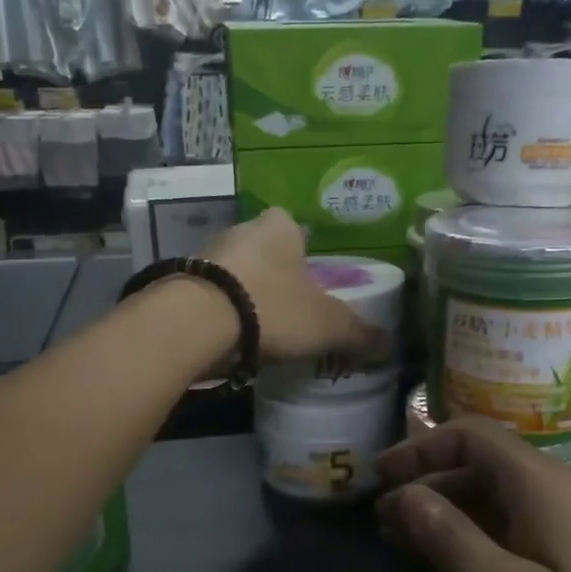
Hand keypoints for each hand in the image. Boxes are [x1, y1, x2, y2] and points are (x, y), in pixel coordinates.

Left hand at [207, 209, 386, 364]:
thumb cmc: (272, 306)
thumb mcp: (327, 324)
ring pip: (236, 272)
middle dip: (276, 274)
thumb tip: (389, 344)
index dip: (306, 251)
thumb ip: (358, 332)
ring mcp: (207, 254)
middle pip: (265, 250)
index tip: (311, 278)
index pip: (296, 227)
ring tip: (261, 326)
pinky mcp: (181, 282)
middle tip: (291, 306)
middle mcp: (241, 230)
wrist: (196, 322)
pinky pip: (212, 294)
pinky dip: (223, 311)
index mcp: (280, 226)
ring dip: (247, 292)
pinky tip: (232, 335)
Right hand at [376, 416, 570, 571]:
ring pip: (506, 506)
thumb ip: (446, 535)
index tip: (378, 480)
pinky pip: (527, 537)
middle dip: (431, 488)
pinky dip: (486, 546)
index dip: (420, 450)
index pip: (473, 436)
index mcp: (546, 486)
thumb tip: (406, 494)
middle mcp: (569, 496)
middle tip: (385, 526)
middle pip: (487, 469)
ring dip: (455, 519)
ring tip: (411, 551)